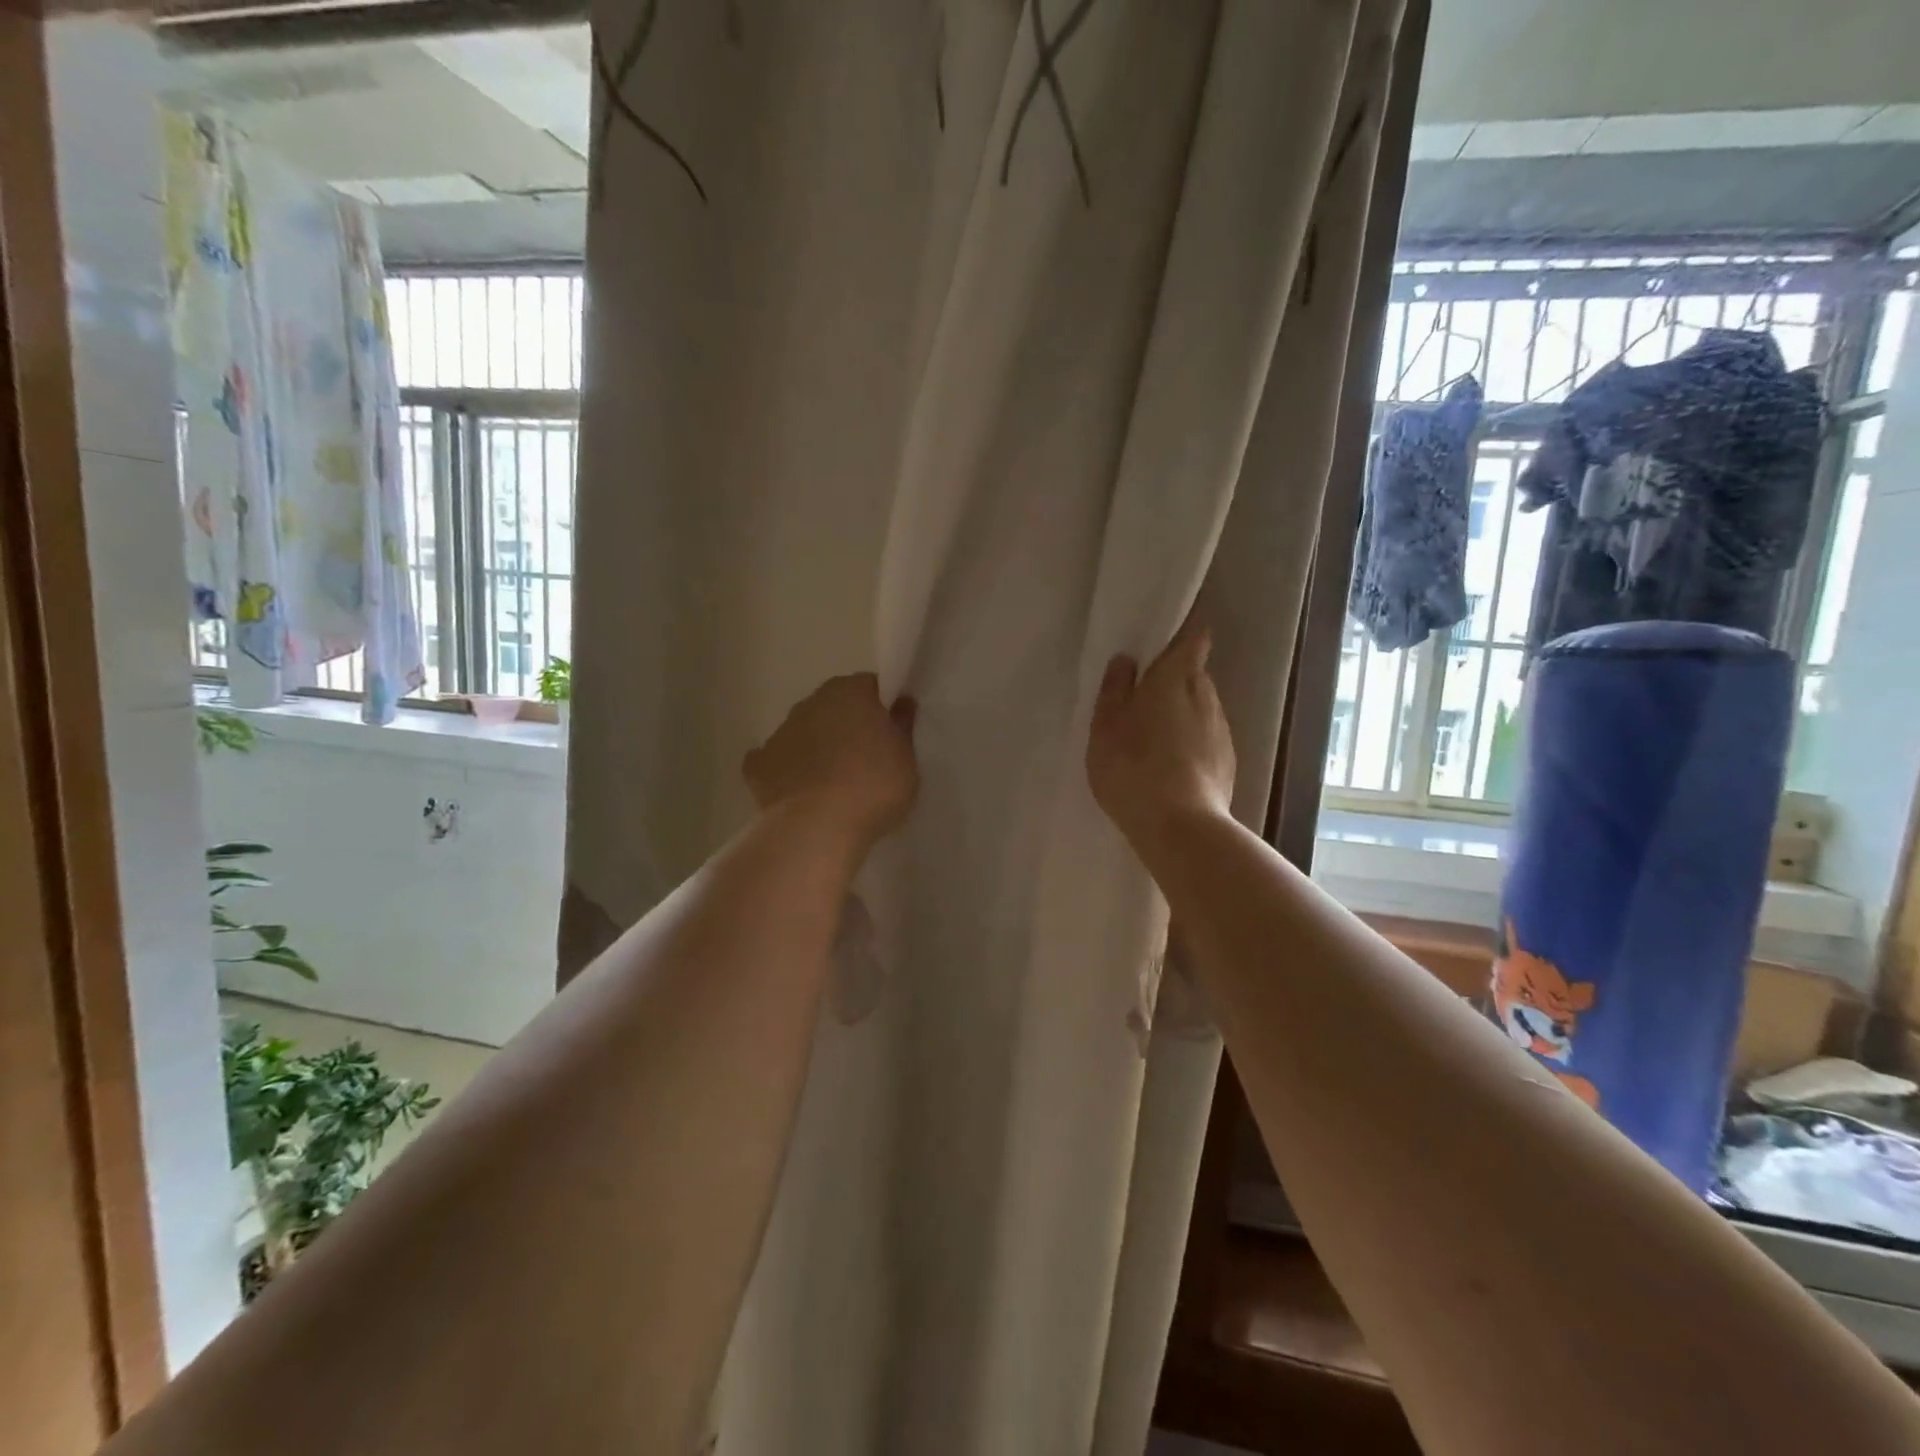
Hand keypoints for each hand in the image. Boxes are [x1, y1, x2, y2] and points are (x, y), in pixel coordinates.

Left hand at [744, 674, 918, 846]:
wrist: (817, 827)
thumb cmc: (873, 787)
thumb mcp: (907, 759)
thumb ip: (902, 727)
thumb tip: (901, 703)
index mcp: (850, 692)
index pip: (869, 687)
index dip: (881, 708)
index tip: (890, 733)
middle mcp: (811, 703)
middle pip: (834, 706)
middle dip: (847, 725)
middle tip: (866, 760)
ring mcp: (780, 732)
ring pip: (805, 732)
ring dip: (817, 747)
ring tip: (834, 784)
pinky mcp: (758, 765)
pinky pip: (775, 762)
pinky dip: (786, 772)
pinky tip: (798, 794)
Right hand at [1088, 621, 1235, 845]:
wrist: (1179, 825)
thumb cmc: (1132, 766)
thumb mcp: (1105, 725)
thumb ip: (1115, 688)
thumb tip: (1127, 659)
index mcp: (1175, 677)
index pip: (1194, 637)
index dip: (1184, 633)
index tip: (1163, 640)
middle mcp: (1206, 695)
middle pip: (1195, 673)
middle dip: (1174, 678)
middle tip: (1143, 695)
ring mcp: (1222, 730)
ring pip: (1202, 707)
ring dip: (1183, 712)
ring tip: (1154, 736)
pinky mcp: (1227, 762)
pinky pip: (1207, 738)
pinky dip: (1191, 742)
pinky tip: (1171, 765)